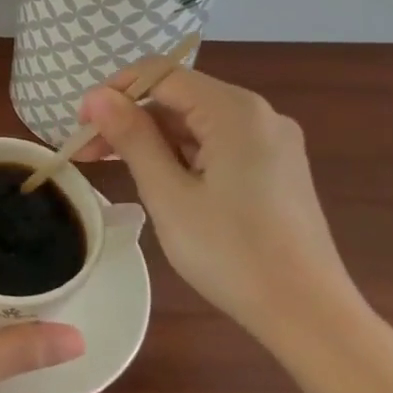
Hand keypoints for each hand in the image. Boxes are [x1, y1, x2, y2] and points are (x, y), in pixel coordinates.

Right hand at [75, 66, 362, 346]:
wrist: (311, 318)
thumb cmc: (232, 254)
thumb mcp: (168, 194)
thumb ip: (131, 137)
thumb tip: (96, 95)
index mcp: (235, 111)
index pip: (160, 75)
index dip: (114, 93)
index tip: (82, 126)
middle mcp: (258, 114)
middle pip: (178, 97)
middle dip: (130, 119)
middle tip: (89, 154)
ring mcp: (272, 141)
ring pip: (196, 122)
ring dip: (153, 139)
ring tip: (117, 170)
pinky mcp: (276, 167)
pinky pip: (217, 143)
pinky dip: (182, 154)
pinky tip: (160, 181)